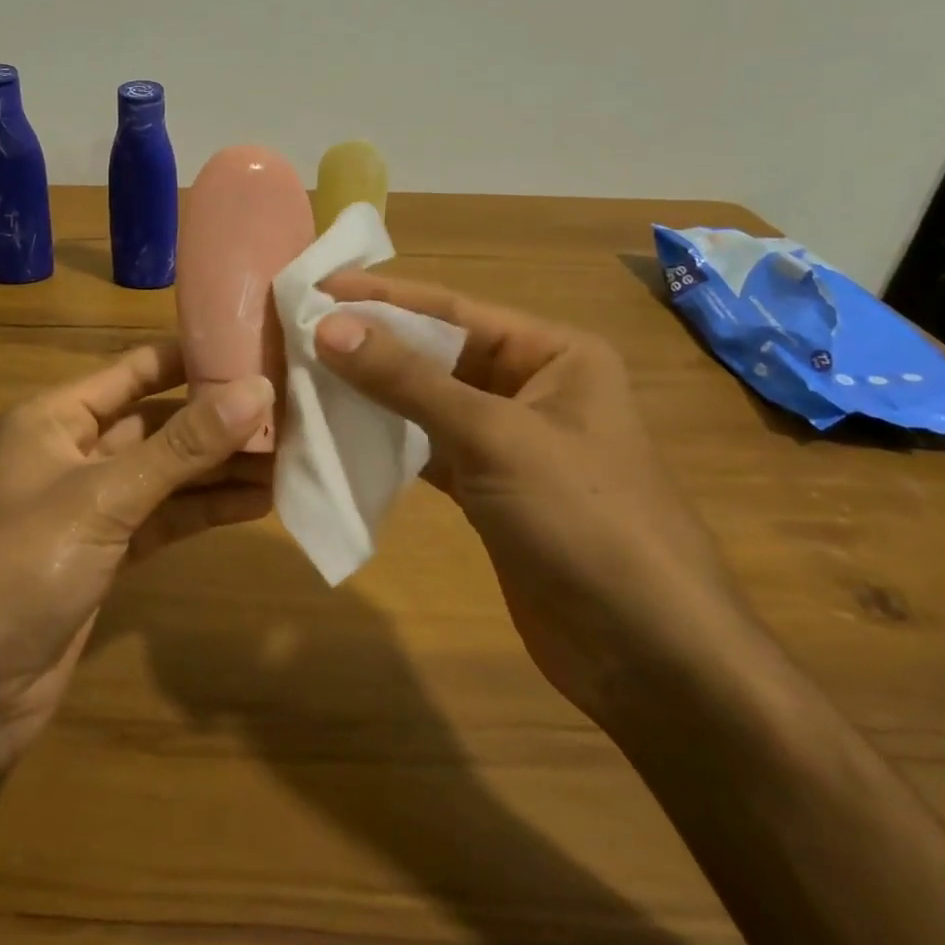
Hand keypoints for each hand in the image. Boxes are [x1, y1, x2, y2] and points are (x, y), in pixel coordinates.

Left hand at [0, 341, 272, 757]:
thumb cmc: (22, 566)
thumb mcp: (105, 496)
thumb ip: (183, 446)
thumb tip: (258, 390)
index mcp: (56, 417)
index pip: (136, 369)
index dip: (194, 358)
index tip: (258, 348)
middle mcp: (76, 450)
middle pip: (159, 422)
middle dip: (219, 418)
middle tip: (290, 408)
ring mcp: (94, 504)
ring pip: (169, 472)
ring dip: (221, 467)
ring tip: (291, 455)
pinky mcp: (110, 551)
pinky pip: (167, 516)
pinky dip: (206, 509)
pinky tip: (259, 501)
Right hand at [314, 273, 759, 729]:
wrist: (649, 657)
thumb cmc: (584, 520)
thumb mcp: (494, 437)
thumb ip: (407, 379)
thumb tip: (327, 326)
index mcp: (553, 353)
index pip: (451, 310)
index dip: (380, 297)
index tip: (313, 287)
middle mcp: (531, 386)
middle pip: (435, 353)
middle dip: (370, 343)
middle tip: (296, 329)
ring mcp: (508, 441)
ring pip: (426, 401)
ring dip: (371, 391)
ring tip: (303, 373)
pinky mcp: (488, 489)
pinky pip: (425, 448)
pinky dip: (384, 440)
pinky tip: (337, 430)